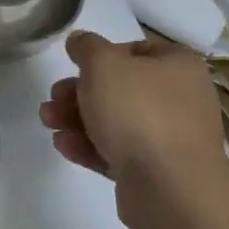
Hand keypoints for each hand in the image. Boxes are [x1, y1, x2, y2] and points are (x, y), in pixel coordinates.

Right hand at [39, 31, 227, 224]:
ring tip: (48, 121)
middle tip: (53, 97)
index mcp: (178, 67)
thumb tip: (80, 41)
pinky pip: (119, 152)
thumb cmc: (138, 110)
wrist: (170, 188)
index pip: (137, 50)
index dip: (102, 54)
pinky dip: (90, 146)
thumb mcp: (102, 63)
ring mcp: (171, 139)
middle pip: (121, 88)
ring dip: (77, 119)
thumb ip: (87, 47)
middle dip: (79, 92)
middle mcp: (180, 100)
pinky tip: (63, 145)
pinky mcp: (157, 173)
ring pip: (116, 121)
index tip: (76, 65)